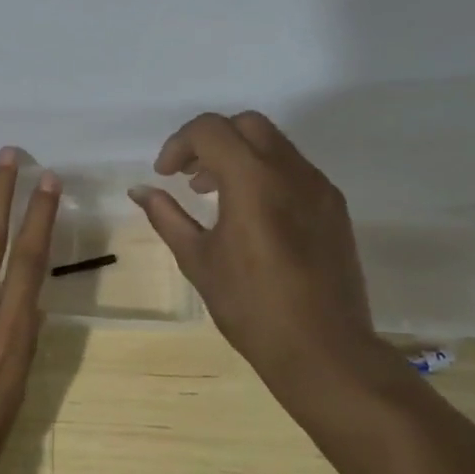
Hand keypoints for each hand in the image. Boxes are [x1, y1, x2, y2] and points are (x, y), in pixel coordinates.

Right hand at [130, 112, 394, 406]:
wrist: (323, 349)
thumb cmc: (251, 306)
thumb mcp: (198, 260)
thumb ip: (167, 217)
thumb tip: (140, 191)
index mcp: (252, 179)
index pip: (210, 129)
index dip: (179, 144)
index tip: (165, 175)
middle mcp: (290, 170)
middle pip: (246, 124)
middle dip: (211, 140)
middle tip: (190, 177)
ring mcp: (319, 187)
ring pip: (274, 143)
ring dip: (239, 155)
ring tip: (217, 196)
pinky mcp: (335, 207)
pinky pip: (294, 169)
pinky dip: (265, 173)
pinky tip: (253, 215)